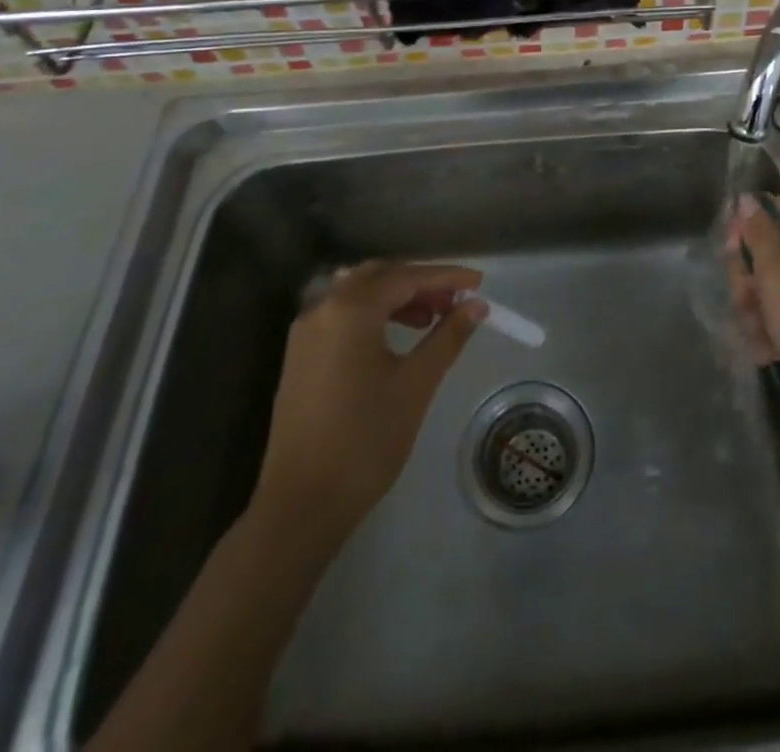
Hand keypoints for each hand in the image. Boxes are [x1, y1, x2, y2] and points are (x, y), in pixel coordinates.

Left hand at [253, 261, 486, 537]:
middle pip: (379, 276)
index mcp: (351, 311)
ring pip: (358, 293)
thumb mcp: (416, 384)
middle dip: (420, 282)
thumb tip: (476, 306)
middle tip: (454, 301)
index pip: (407, 277)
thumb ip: (447, 337)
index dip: (446, 277)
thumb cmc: (366, 440)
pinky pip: (342, 315)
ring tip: (430, 319)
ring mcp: (306, 332)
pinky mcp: (300, 355)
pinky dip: (373, 313)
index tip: (478, 283)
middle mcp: (323, 309)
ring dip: (396, 297)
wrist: (302, 504)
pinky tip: (395, 336)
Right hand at [725, 193, 779, 424]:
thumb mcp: (776, 271)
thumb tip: (748, 198)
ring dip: (752, 312)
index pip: (770, 213)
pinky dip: (767, 336)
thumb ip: (758, 234)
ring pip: (764, 293)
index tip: (730, 246)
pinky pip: (775, 323)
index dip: (745, 224)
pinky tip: (766, 352)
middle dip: (745, 278)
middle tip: (745, 296)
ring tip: (758, 332)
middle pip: (761, 257)